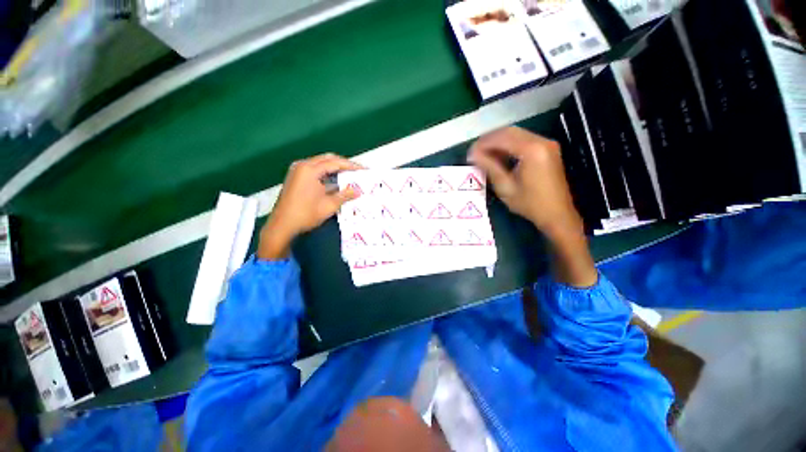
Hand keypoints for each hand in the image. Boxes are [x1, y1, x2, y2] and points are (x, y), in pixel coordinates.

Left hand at [258, 154, 361, 259]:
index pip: (335, 162)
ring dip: (334, 168)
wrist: (282, 225)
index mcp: (310, 170)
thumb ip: (345, 195)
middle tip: (357, 170)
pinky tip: (335, 181)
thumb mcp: (329, 205)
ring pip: (320, 164)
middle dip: (343, 164)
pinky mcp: (295, 177)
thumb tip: (358, 191)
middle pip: (327, 159)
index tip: (363, 169)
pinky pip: (314, 170)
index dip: (351, 166)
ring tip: (349, 175)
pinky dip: (326, 173)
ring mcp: (297, 171)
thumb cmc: (306, 214)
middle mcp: (302, 166)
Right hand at [468, 127, 582, 239]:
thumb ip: (489, 166)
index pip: (502, 138)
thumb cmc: (530, 203)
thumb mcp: (505, 187)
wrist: (557, 214)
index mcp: (531, 150)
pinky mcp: (547, 149)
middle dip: (489, 139)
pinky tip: (499, 155)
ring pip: (517, 134)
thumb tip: (473, 154)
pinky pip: (524, 140)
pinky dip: (509, 145)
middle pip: (510, 131)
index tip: (470, 152)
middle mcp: (541, 141)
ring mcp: (546, 144)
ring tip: (484, 154)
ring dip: (498, 141)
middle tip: (475, 152)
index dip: (483, 143)